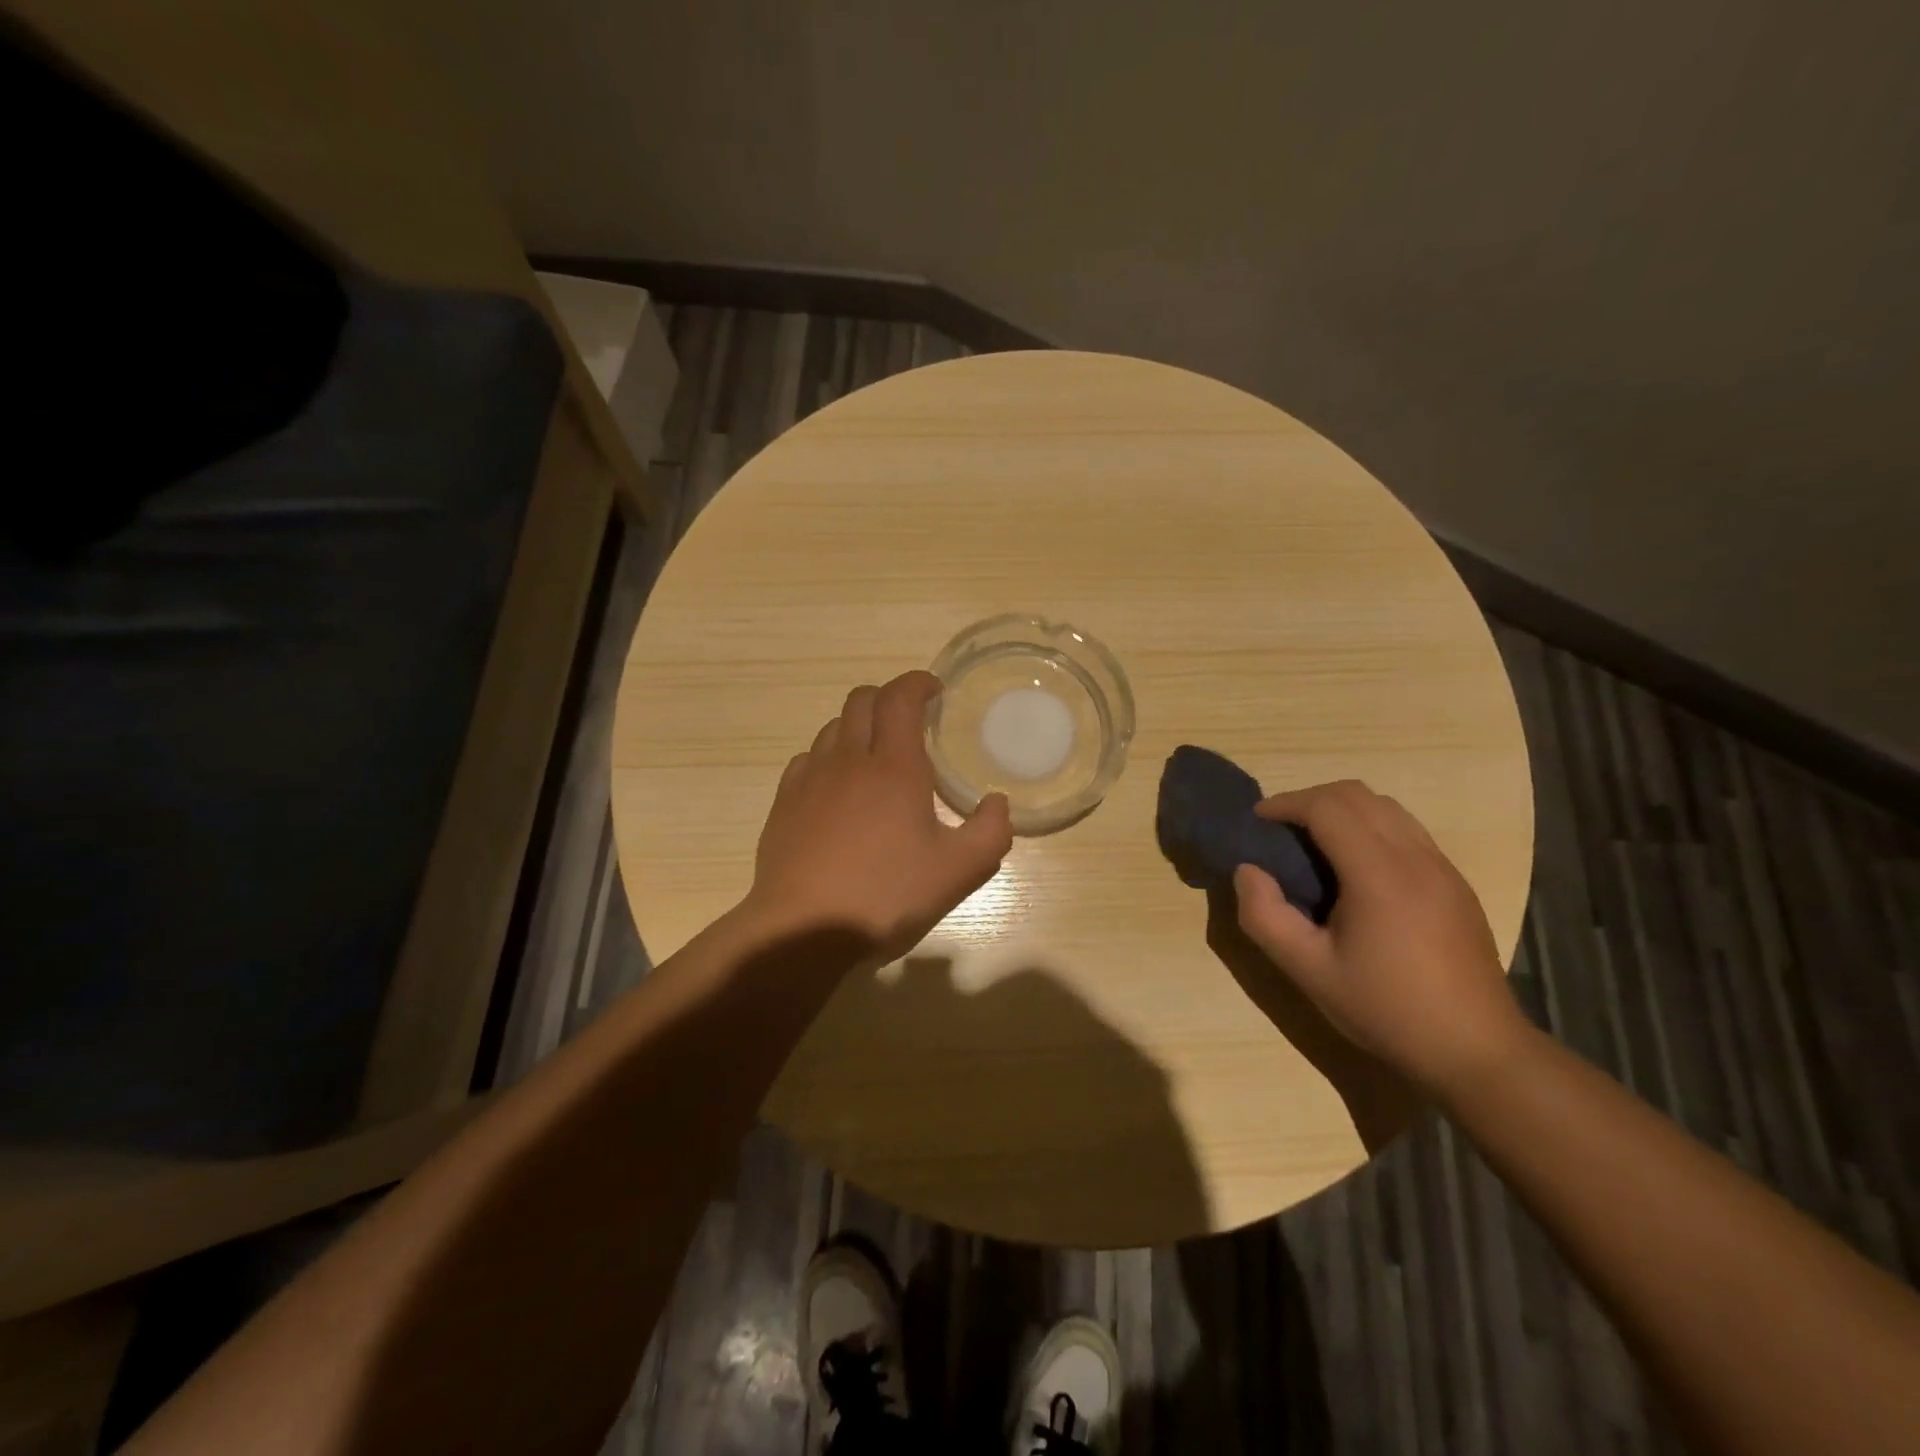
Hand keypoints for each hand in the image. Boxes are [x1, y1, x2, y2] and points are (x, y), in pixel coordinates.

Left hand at [747, 671, 1013, 962]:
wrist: (805, 929)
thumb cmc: (887, 894)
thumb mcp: (959, 871)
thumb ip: (991, 831)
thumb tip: (998, 803)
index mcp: (894, 766)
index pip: (900, 697)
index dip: (918, 683)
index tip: (935, 691)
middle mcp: (848, 759)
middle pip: (862, 700)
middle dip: (889, 698)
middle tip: (910, 721)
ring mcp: (810, 779)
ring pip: (832, 727)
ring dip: (858, 727)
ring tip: (876, 756)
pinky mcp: (784, 803)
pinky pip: (808, 760)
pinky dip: (829, 758)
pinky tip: (838, 789)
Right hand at [1231, 780, 1529, 1095]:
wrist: (1477, 1052)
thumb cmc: (1386, 1010)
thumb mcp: (1308, 971)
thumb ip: (1264, 916)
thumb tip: (1247, 871)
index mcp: (1380, 875)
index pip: (1327, 807)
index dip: (1286, 804)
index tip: (1257, 822)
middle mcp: (1416, 857)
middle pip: (1357, 794)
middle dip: (1310, 799)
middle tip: (1279, 830)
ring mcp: (1442, 867)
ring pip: (1386, 807)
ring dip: (1342, 810)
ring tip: (1313, 844)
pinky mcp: (1455, 882)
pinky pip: (1406, 830)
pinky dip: (1370, 827)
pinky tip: (1354, 869)